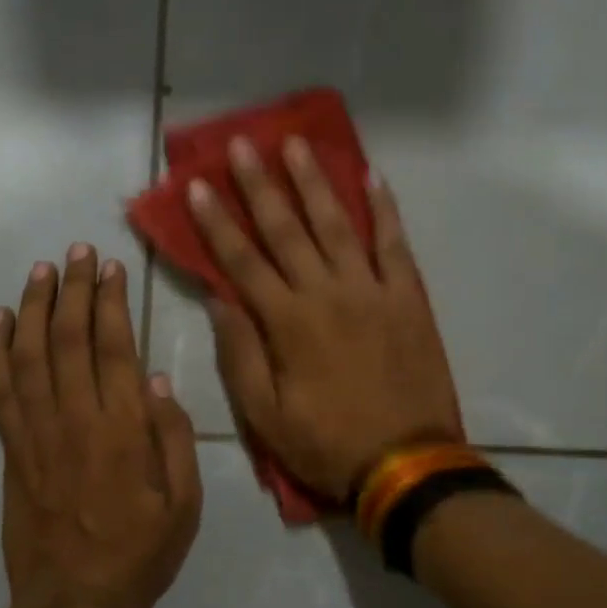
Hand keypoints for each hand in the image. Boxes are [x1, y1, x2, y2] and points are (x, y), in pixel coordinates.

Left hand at [0, 245, 202, 607]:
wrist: (75, 603)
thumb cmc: (140, 554)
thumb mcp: (185, 503)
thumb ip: (175, 438)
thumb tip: (160, 379)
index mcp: (124, 430)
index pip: (114, 347)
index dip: (110, 302)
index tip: (111, 267)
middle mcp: (77, 419)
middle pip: (68, 339)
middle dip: (73, 289)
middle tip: (77, 252)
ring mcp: (37, 434)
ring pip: (29, 355)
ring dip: (34, 307)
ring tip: (40, 270)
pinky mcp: (11, 451)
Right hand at [188, 137, 462, 500]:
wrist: (406, 464)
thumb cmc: (326, 443)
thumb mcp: (265, 415)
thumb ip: (240, 354)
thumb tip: (218, 299)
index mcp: (287, 323)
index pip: (242, 260)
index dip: (216, 222)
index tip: (198, 185)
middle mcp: (326, 293)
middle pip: (286, 229)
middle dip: (260, 184)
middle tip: (242, 143)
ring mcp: (372, 290)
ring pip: (337, 225)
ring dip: (314, 182)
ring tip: (296, 144)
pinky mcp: (408, 298)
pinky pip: (395, 244)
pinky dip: (385, 209)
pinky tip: (372, 176)